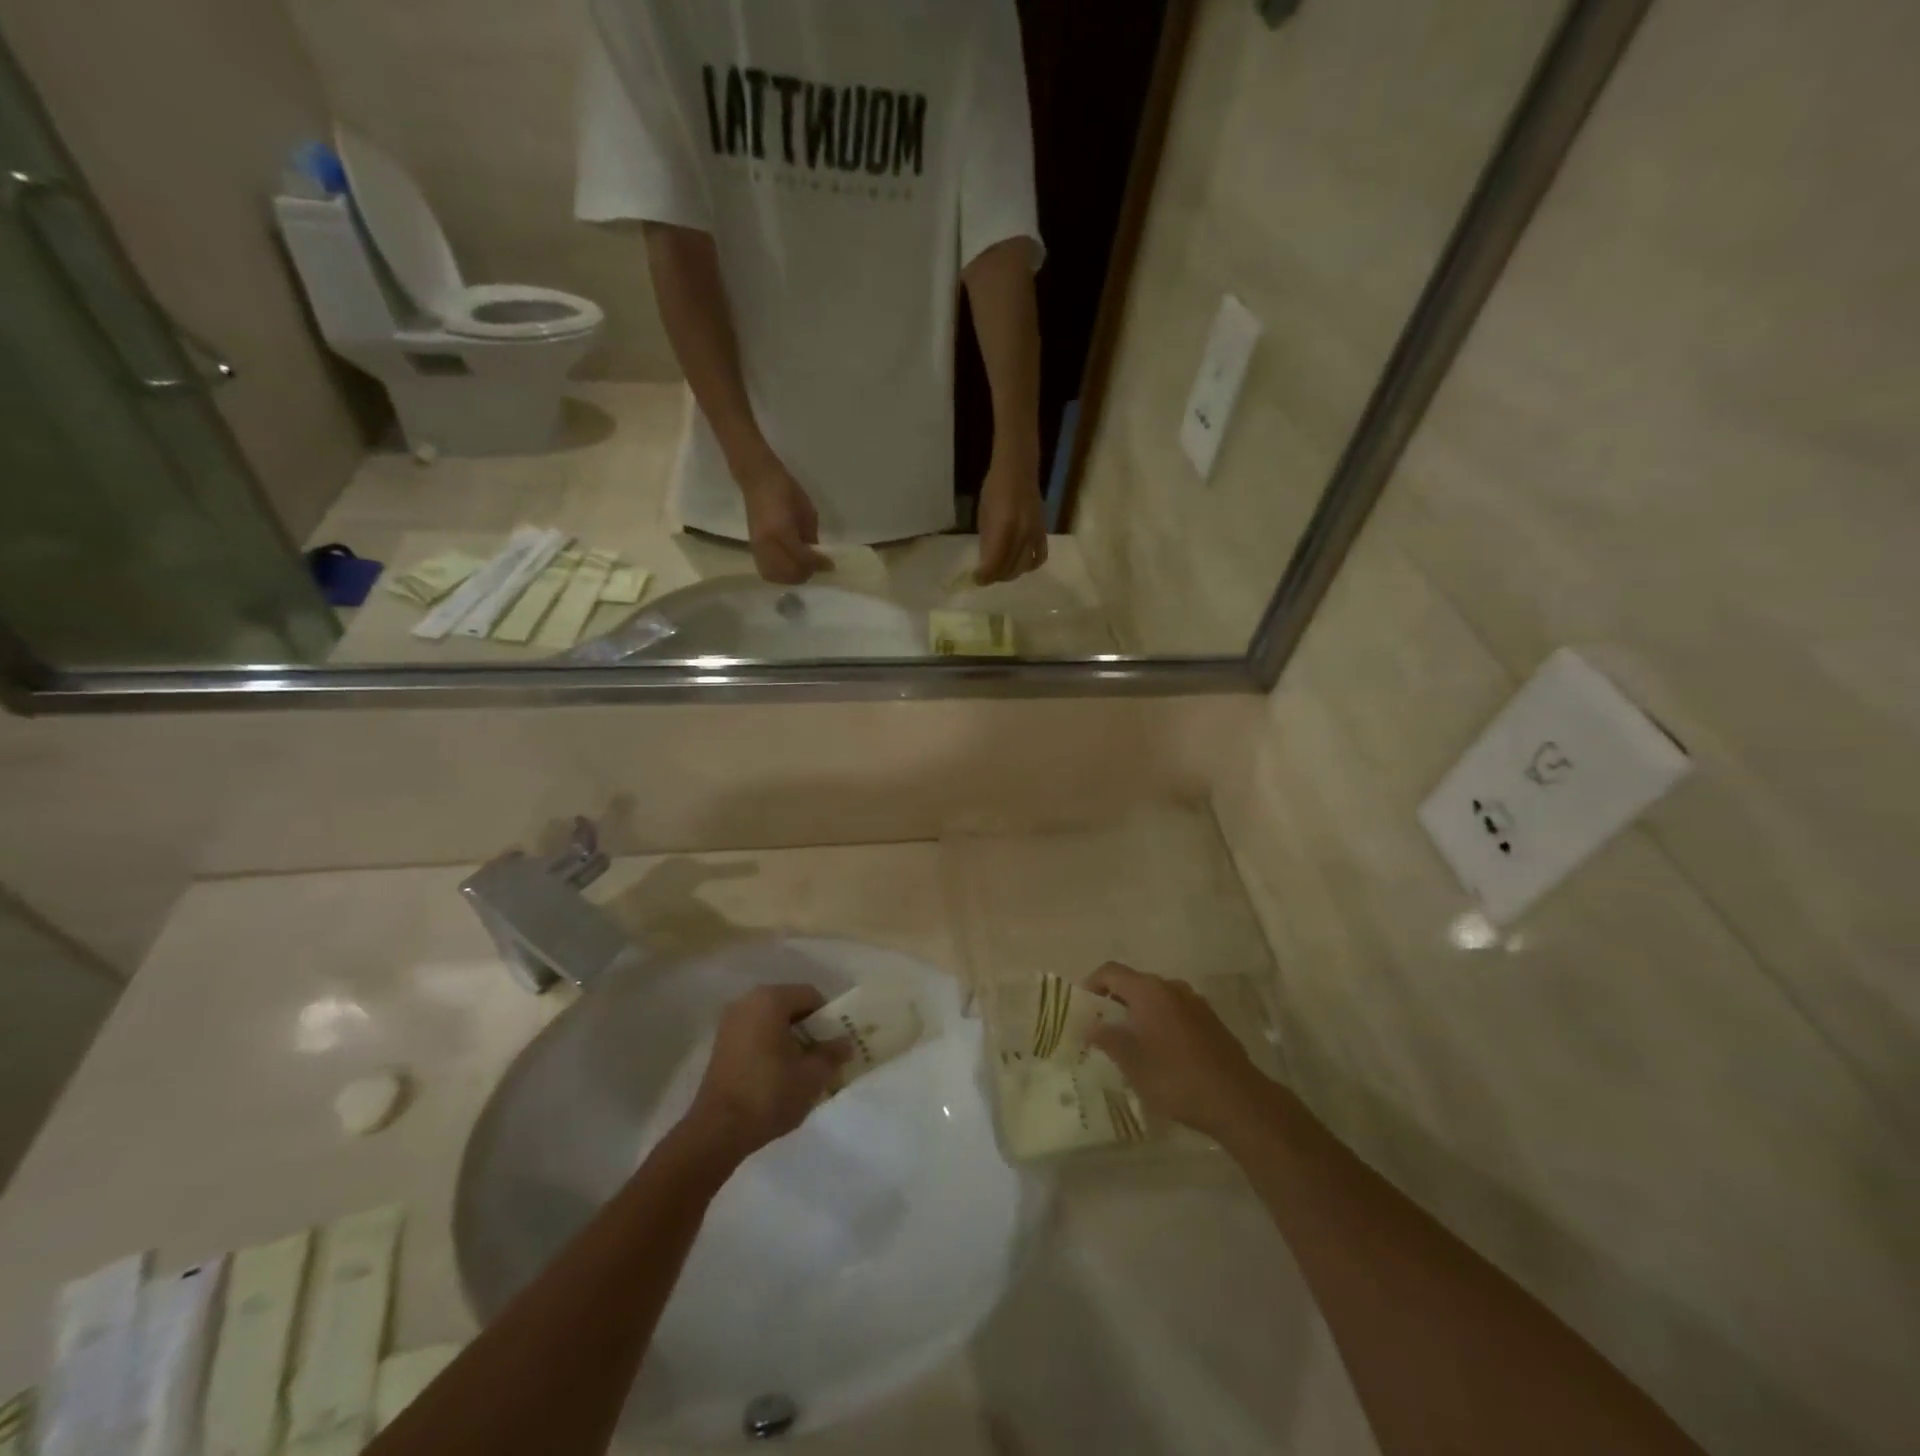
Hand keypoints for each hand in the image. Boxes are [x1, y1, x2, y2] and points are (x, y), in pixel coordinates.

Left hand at [684, 984, 849, 1159]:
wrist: (718, 1131)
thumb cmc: (769, 1093)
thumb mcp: (812, 1075)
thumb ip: (832, 1054)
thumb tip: (845, 1043)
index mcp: (770, 999)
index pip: (811, 996)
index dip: (829, 1018)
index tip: (836, 1043)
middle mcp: (747, 1001)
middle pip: (790, 1006)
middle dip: (809, 1029)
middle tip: (822, 1057)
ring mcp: (730, 1023)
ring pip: (772, 1022)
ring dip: (790, 1039)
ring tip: (801, 1069)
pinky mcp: (721, 1044)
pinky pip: (756, 1035)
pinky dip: (771, 1047)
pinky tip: (778, 1075)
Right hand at [738, 458, 830, 584]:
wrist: (759, 479)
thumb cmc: (788, 491)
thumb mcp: (807, 514)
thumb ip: (811, 538)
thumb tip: (818, 558)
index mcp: (782, 532)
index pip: (803, 559)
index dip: (818, 564)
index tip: (830, 564)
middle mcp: (767, 544)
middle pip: (789, 573)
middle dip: (806, 573)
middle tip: (817, 567)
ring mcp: (757, 548)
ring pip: (776, 576)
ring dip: (792, 577)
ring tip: (803, 569)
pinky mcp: (753, 548)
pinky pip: (767, 571)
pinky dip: (780, 574)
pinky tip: (789, 567)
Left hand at [974, 455, 1047, 583]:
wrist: (1018, 469)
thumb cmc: (994, 488)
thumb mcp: (984, 515)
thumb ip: (987, 541)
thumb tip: (986, 563)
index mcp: (1004, 528)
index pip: (994, 563)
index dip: (984, 576)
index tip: (975, 579)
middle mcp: (1022, 535)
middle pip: (1010, 569)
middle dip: (996, 576)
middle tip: (986, 576)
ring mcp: (1034, 534)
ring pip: (1024, 567)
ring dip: (1011, 573)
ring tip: (1001, 571)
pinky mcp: (1043, 532)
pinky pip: (1040, 557)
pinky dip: (1030, 566)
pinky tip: (1021, 564)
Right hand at [1086, 963, 1267, 1143]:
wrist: (1237, 1100)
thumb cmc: (1176, 1078)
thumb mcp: (1132, 1063)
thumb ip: (1107, 1039)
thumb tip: (1089, 1026)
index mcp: (1148, 990)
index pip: (1110, 972)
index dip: (1091, 985)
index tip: (1082, 1008)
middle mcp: (1172, 987)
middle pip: (1134, 983)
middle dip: (1115, 1001)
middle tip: (1103, 1028)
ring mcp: (1195, 1002)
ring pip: (1156, 998)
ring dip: (1139, 1013)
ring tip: (1131, 1042)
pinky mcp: (1211, 1021)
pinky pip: (1176, 1012)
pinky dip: (1161, 1022)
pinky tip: (1161, 1052)